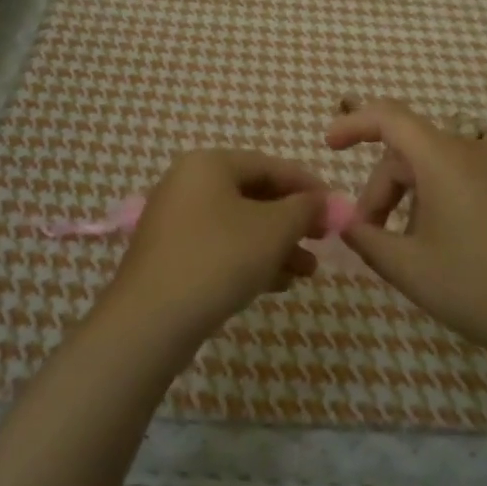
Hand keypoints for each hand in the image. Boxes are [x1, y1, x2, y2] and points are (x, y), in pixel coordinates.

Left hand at [109, 149, 329, 345]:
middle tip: (323, 241)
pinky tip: (278, 283)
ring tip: (307, 272)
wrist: (150, 321)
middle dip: (292, 221)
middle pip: (254, 195)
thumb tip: (325, 201)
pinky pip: (220, 247)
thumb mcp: (273, 230)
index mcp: (209, 164)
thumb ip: (304, 209)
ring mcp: (175, 221)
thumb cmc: (219, 259)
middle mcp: (188, 183)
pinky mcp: (170, 256)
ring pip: (239, 225)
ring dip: (276, 245)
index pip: (270, 165)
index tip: (336, 209)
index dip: (308, 186)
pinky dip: (250, 259)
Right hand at [326, 100, 486, 371]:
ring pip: (441, 167)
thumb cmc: (482, 290)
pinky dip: (448, 198)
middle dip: (383, 189)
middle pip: (411, 151)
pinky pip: (472, 177)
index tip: (330, 146)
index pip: (388, 116)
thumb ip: (367, 240)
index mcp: (444, 159)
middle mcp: (476, 149)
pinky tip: (457, 246)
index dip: (353, 123)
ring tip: (417, 250)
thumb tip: (344, 221)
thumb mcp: (410, 270)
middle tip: (373, 237)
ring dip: (415, 198)